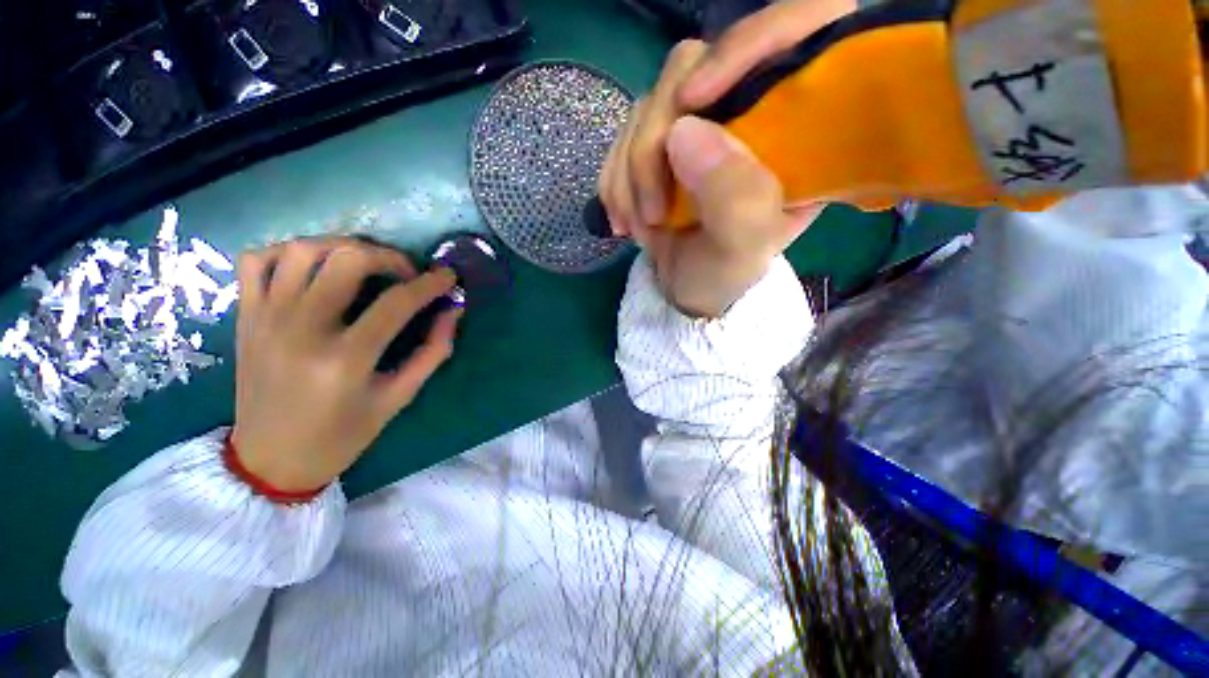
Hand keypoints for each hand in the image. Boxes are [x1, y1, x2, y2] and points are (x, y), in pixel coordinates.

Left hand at [231, 238, 461, 492]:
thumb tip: (452, 312)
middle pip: (348, 260)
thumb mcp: (399, 397)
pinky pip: (256, 260)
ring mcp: (266, 319)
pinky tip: (313, 268)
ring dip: (344, 247)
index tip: (448, 277)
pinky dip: (288, 252)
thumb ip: (433, 351)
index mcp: (346, 359)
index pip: (397, 302)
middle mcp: (301, 330)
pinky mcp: (245, 317)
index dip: (431, 284)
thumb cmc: (342, 435)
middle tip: (407, 273)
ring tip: (365, 264)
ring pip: (303, 250)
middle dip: (389, 257)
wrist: (269, 460)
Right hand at [599, 0, 853, 316]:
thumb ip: (734, 197)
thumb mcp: (743, 248)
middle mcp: (745, 112)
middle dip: (655, 146)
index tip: (691, 102)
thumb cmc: (726, 273)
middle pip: (691, 69)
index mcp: (794, 129)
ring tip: (641, 226)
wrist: (688, 287)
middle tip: (655, 212)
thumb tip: (682, 131)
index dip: (743, 46)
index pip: (793, 29)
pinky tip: (624, 218)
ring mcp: (696, 124)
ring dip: (629, 175)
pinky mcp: (660, 141)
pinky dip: (615, 181)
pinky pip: (621, 137)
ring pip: (646, 106)